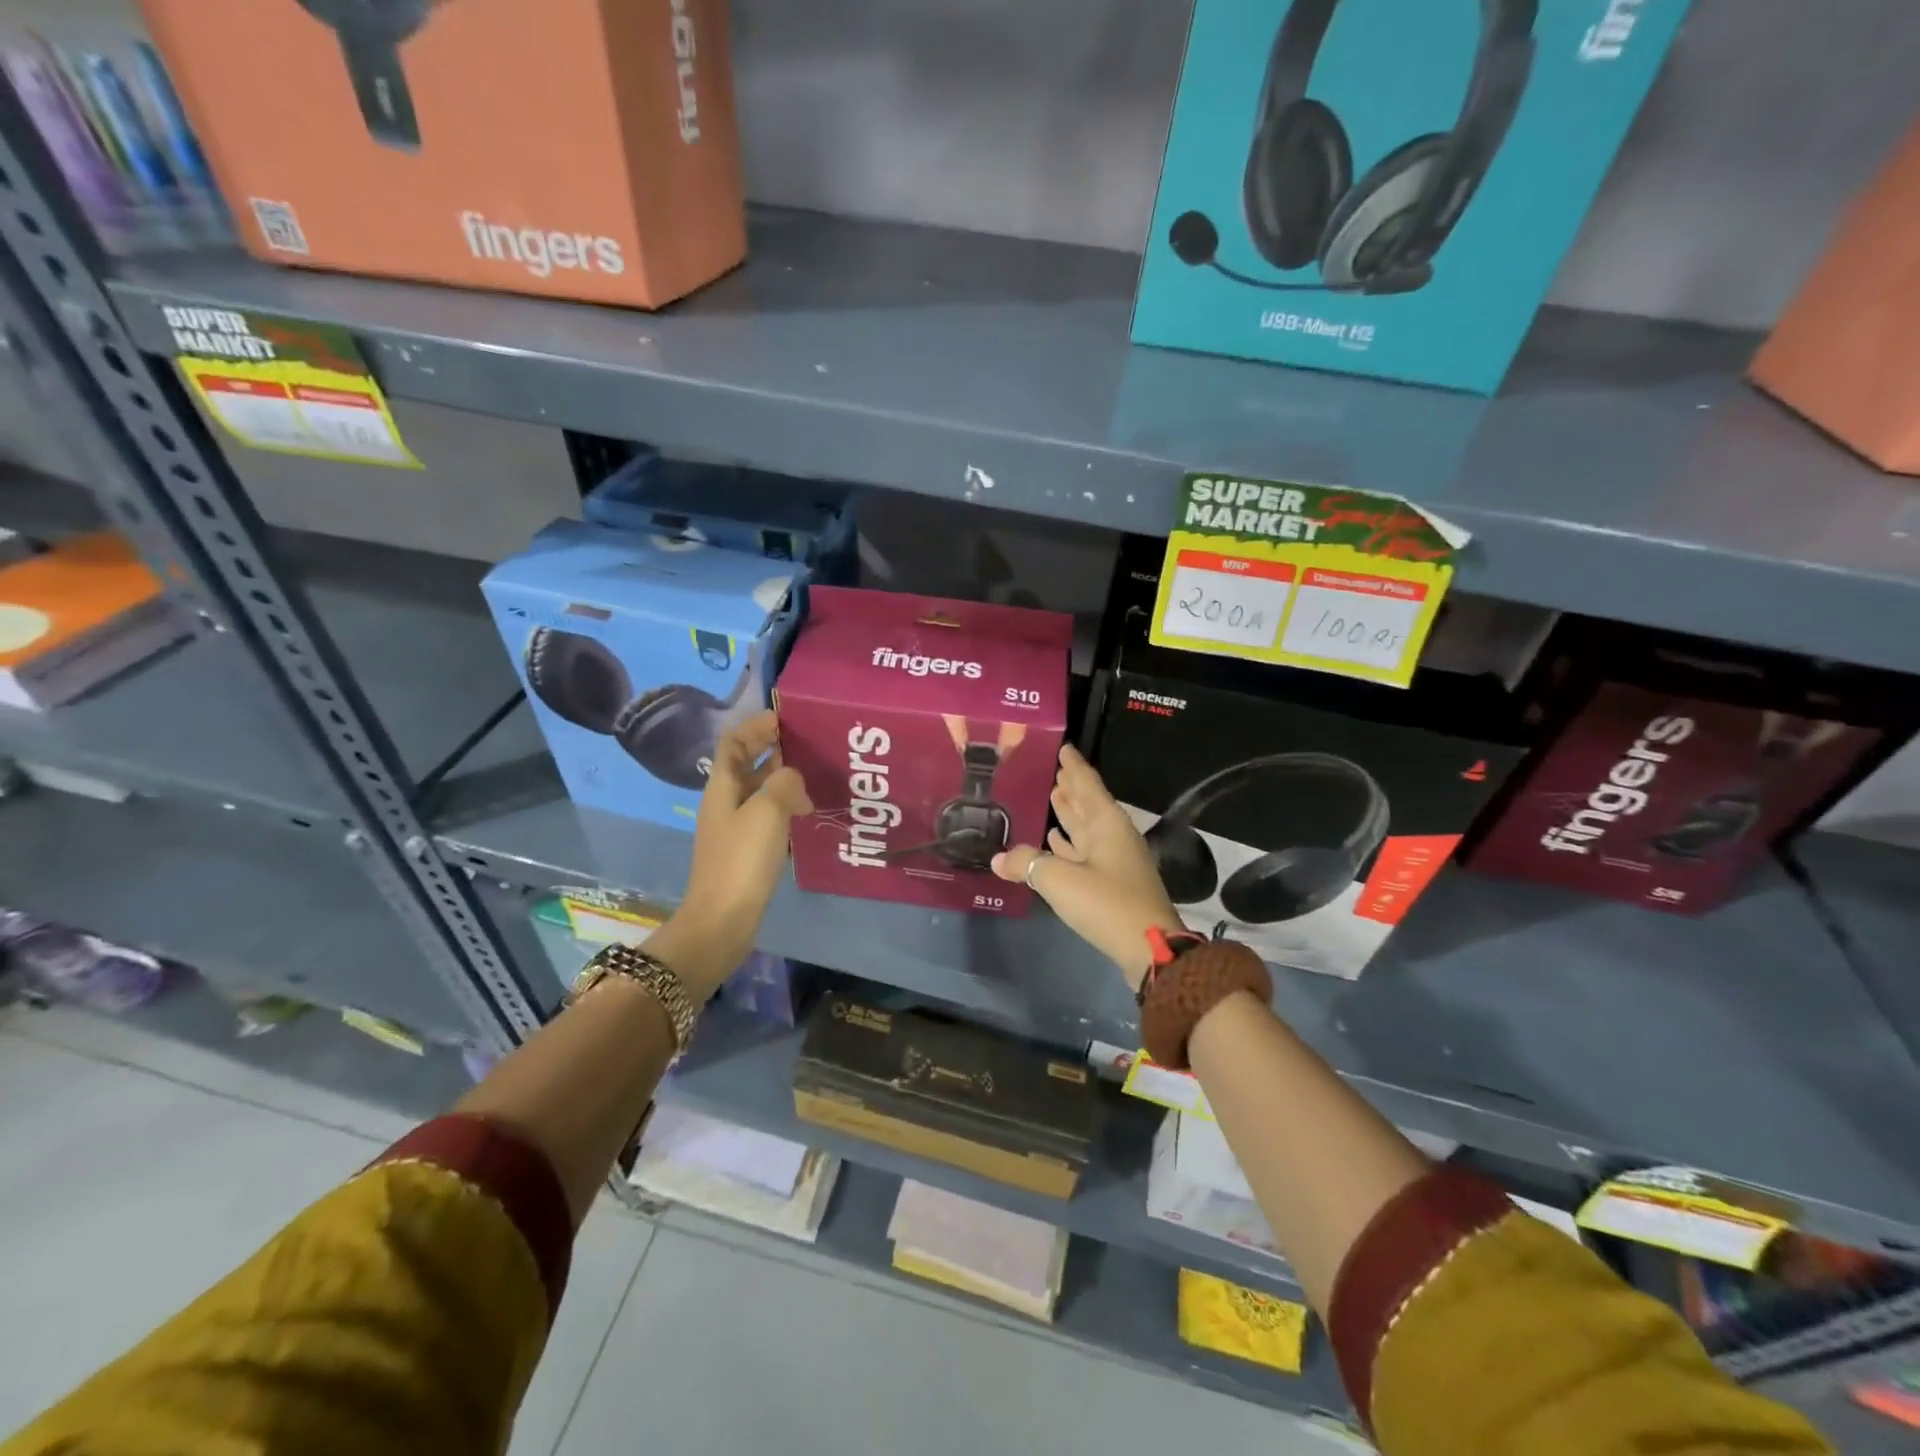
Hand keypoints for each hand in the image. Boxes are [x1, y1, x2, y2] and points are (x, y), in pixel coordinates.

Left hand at [651, 710, 811, 995]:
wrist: (722, 920)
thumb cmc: (742, 860)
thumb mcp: (767, 811)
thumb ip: (784, 782)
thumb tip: (793, 776)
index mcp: (722, 787)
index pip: (733, 742)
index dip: (755, 726)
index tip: (784, 717)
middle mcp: (725, 802)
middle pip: (747, 765)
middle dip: (773, 749)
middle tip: (809, 743)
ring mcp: (734, 828)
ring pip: (760, 791)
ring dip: (783, 779)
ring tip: (816, 775)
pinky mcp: (746, 851)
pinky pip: (768, 816)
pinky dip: (786, 807)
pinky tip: (808, 813)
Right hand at [992, 744, 1183, 990]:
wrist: (1149, 949)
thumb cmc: (1106, 903)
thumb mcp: (1059, 880)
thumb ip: (1027, 863)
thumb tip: (999, 858)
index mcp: (1107, 824)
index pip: (1087, 784)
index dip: (1074, 766)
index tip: (1064, 748)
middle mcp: (1113, 836)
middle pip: (1089, 804)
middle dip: (1072, 788)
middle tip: (1054, 771)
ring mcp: (1115, 861)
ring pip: (1088, 829)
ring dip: (1071, 814)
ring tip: (1053, 797)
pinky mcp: (1112, 884)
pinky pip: (1086, 853)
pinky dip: (1071, 844)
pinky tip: (1055, 842)